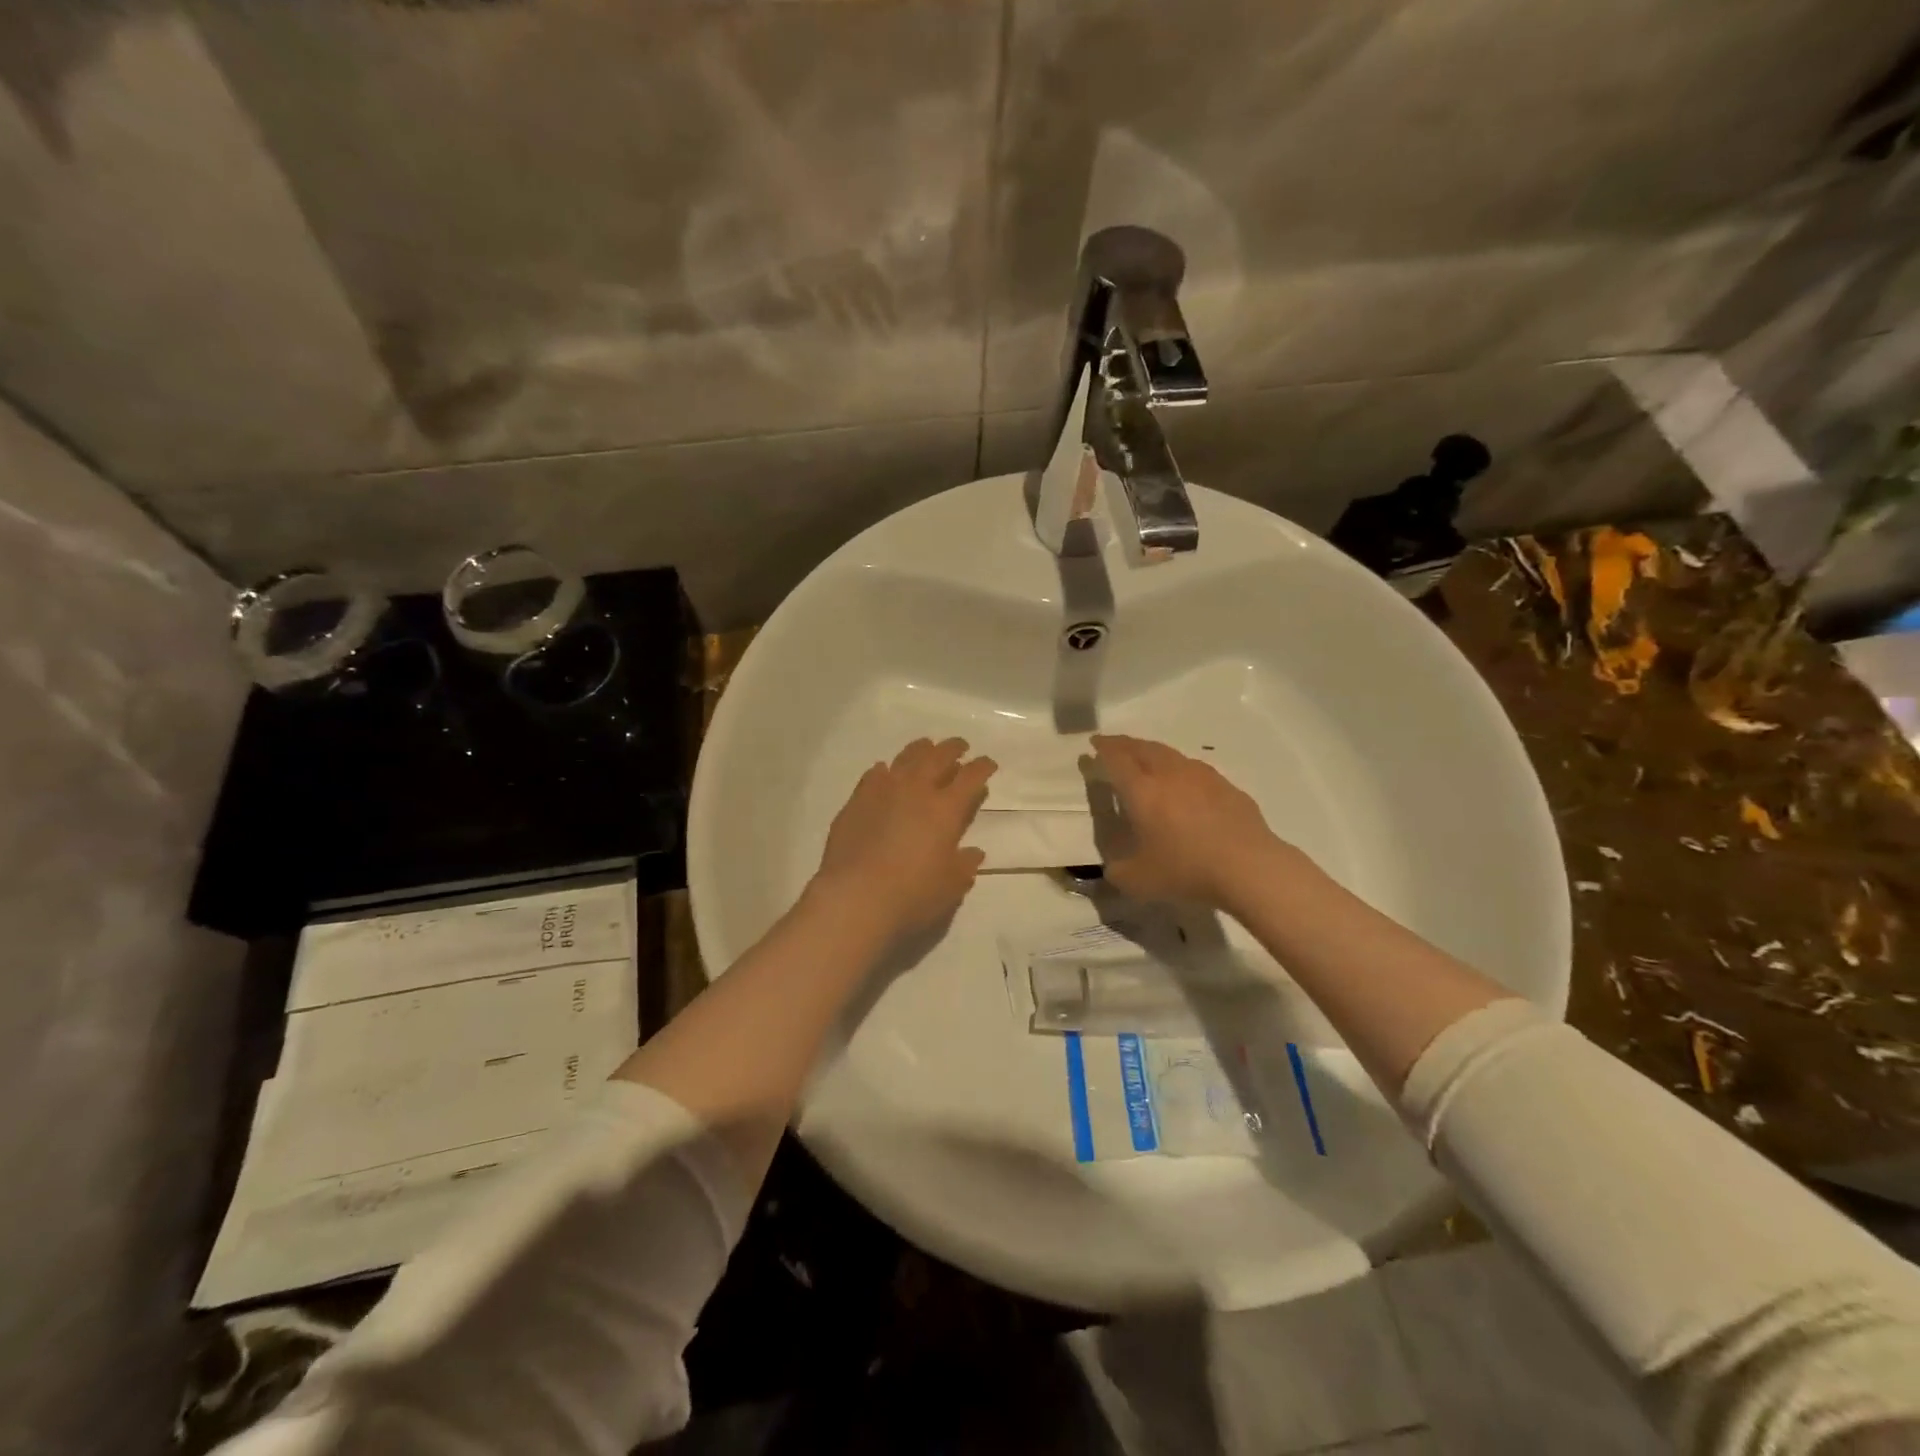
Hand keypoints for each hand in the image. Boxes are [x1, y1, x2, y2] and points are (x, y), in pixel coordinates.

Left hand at [813, 738, 997, 943]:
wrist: (855, 897)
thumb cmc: (912, 895)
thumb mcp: (950, 886)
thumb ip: (964, 865)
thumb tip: (973, 852)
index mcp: (946, 809)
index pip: (970, 777)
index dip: (982, 767)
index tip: (988, 763)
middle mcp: (916, 790)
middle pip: (938, 757)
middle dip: (953, 748)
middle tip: (960, 746)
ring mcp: (883, 791)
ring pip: (906, 758)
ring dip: (920, 750)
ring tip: (926, 747)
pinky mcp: (857, 800)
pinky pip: (874, 775)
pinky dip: (885, 770)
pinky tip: (885, 771)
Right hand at [1091, 734, 1286, 908]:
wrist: (1248, 867)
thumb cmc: (1186, 870)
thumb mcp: (1137, 881)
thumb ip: (1118, 870)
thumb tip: (1114, 865)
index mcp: (1142, 790)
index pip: (1116, 759)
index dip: (1103, 749)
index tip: (1094, 744)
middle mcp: (1169, 774)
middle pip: (1143, 748)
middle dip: (1124, 744)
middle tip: (1114, 745)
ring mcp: (1202, 777)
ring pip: (1171, 755)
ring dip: (1153, 752)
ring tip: (1147, 759)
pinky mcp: (1227, 787)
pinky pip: (1195, 770)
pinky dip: (1180, 769)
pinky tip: (1185, 783)